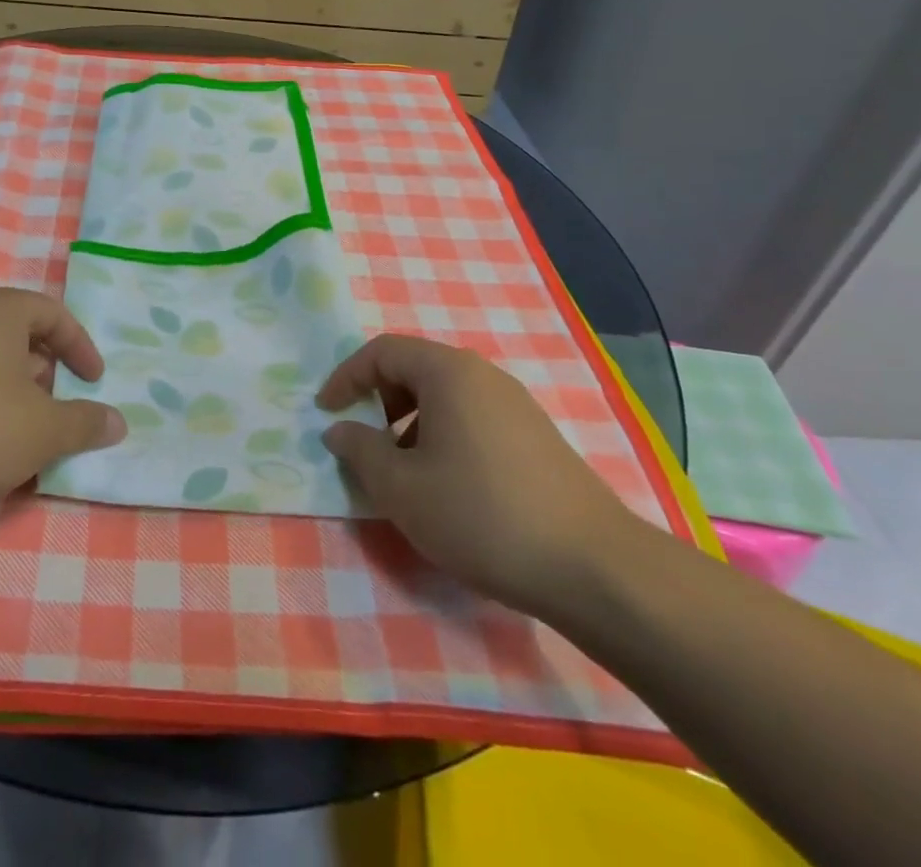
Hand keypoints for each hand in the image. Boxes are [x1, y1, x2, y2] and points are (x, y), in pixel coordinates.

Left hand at [0, 287, 124, 527]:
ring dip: (15, 396)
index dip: (81, 348)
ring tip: (25, 438)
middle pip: (18, 336)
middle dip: (46, 374)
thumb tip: (117, 422)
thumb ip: (85, 422)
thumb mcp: (45, 430)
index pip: (53, 314)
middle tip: (59, 410)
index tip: (94, 383)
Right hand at [319, 334, 643, 617]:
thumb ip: (360, 451)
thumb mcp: (402, 488)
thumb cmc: (482, 516)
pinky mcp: (536, 435)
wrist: (594, 568)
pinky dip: (444, 436)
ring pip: (445, 396)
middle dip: (379, 400)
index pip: (382, 352)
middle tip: (366, 443)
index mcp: (448, 372)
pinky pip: (473, 417)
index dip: (346, 377)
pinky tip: (450, 487)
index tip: (326, 413)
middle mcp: (483, 375)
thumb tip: (339, 430)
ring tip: (405, 473)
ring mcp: (515, 404)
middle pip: (414, 368)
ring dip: (410, 422)